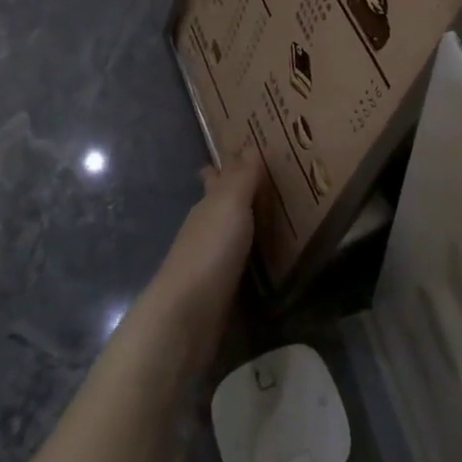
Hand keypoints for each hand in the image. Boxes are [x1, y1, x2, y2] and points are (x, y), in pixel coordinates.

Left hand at [140, 148, 263, 369]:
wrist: (187, 315)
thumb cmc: (210, 250)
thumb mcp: (230, 205)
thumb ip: (242, 178)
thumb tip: (248, 146)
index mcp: (207, 206)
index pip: (214, 178)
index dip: (224, 167)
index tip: (241, 154)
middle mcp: (205, 229)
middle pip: (219, 206)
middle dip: (236, 195)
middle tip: (266, 183)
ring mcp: (209, 262)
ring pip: (229, 234)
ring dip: (245, 225)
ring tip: (273, 217)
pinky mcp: (218, 291)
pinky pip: (237, 263)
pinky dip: (249, 255)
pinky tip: (264, 258)